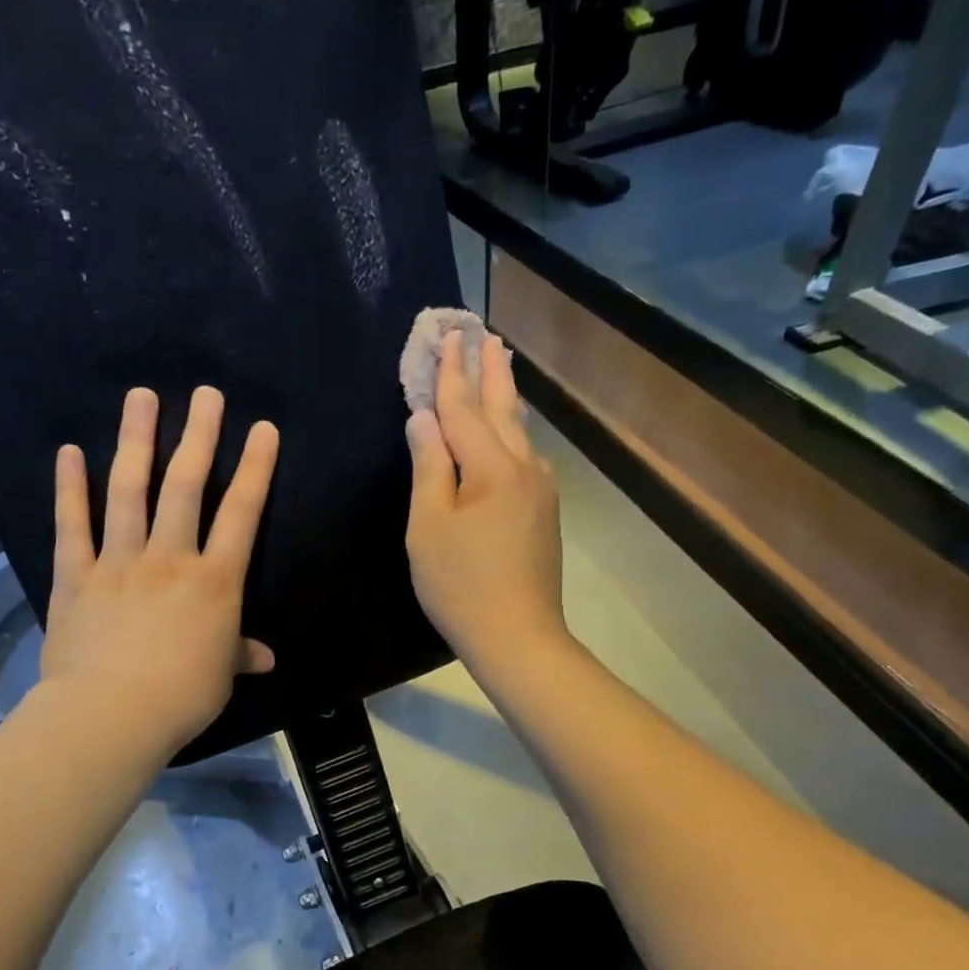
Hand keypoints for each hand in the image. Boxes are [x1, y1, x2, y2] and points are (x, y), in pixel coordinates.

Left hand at [41, 385, 278, 754]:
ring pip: (128, 491)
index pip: (242, 514)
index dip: (255, 468)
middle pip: (186, 486)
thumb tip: (265, 657)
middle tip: (205, 394)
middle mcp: (170, 558)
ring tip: (140, 397)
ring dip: (135, 441)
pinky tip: (68, 453)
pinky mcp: (76, 577)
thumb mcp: (221, 675)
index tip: (263, 428)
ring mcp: (119, 562)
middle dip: (199, 436)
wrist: (112, 715)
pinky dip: (69, 489)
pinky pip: (72, 526)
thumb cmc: (181, 697)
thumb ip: (240, 655)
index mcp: (214, 581)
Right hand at [405, 331, 567, 679]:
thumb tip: (424, 419)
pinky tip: (508, 432)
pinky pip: (524, 457)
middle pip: (502, 408)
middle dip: (490, 370)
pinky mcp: (544, 512)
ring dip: (505, 398)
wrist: (518, 635)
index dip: (452, 372)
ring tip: (499, 368)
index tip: (448, 334)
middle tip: (485, 334)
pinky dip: (510, 432)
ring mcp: (541, 490)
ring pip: (518, 432)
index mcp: (492, 466)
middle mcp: (525, 467)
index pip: (465, 407)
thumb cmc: (460, 584)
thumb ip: (429, 467)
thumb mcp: (429, 526)